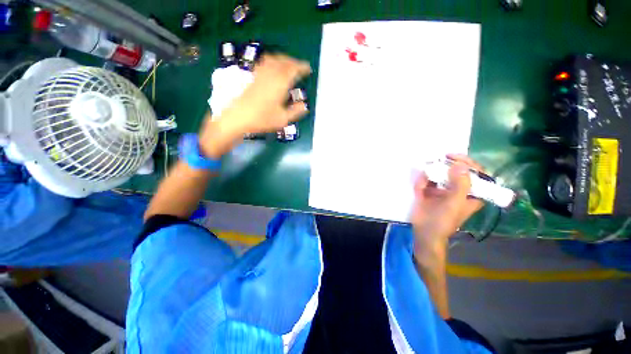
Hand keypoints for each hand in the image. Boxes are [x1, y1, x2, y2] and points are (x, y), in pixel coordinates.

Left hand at [199, 54, 310, 157]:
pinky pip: (264, 62)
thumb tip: (305, 106)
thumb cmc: (262, 119)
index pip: (293, 70)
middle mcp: (271, 75)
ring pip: (274, 59)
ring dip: (283, 59)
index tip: (308, 68)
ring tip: (289, 64)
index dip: (301, 67)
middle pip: (284, 61)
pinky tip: (273, 66)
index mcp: (280, 84)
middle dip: (294, 62)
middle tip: (300, 67)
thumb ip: (295, 112)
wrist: (238, 117)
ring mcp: (260, 74)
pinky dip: (272, 60)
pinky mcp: (253, 77)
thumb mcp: (283, 119)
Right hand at [412, 154, 484, 260]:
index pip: (477, 173)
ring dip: (430, 175)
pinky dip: (421, 182)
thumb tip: (460, 164)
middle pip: (456, 171)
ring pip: (439, 174)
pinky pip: (427, 181)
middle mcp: (459, 189)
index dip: (468, 163)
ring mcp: (443, 190)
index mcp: (472, 193)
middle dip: (445, 167)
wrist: (423, 232)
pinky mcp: (430, 191)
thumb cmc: (443, 221)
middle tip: (435, 162)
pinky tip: (419, 189)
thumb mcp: (454, 203)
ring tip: (424, 183)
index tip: (453, 157)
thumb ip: (460, 184)